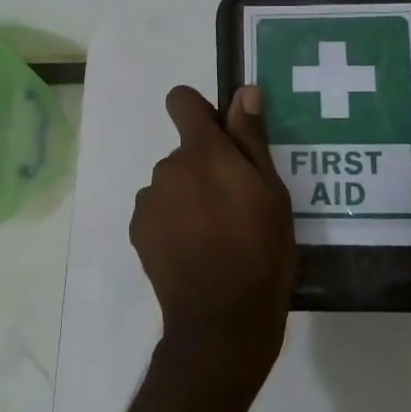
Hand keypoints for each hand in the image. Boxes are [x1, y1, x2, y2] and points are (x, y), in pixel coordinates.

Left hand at [130, 85, 295, 394]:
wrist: (222, 320)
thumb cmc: (260, 252)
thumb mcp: (271, 193)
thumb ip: (251, 138)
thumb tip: (244, 92)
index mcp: (202, 152)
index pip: (181, 101)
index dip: (199, 111)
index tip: (220, 136)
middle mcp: (168, 167)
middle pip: (184, 152)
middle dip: (204, 167)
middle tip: (233, 205)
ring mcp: (149, 201)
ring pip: (171, 184)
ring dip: (187, 197)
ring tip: (215, 235)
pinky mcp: (138, 231)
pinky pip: (157, 211)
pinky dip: (172, 222)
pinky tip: (194, 251)